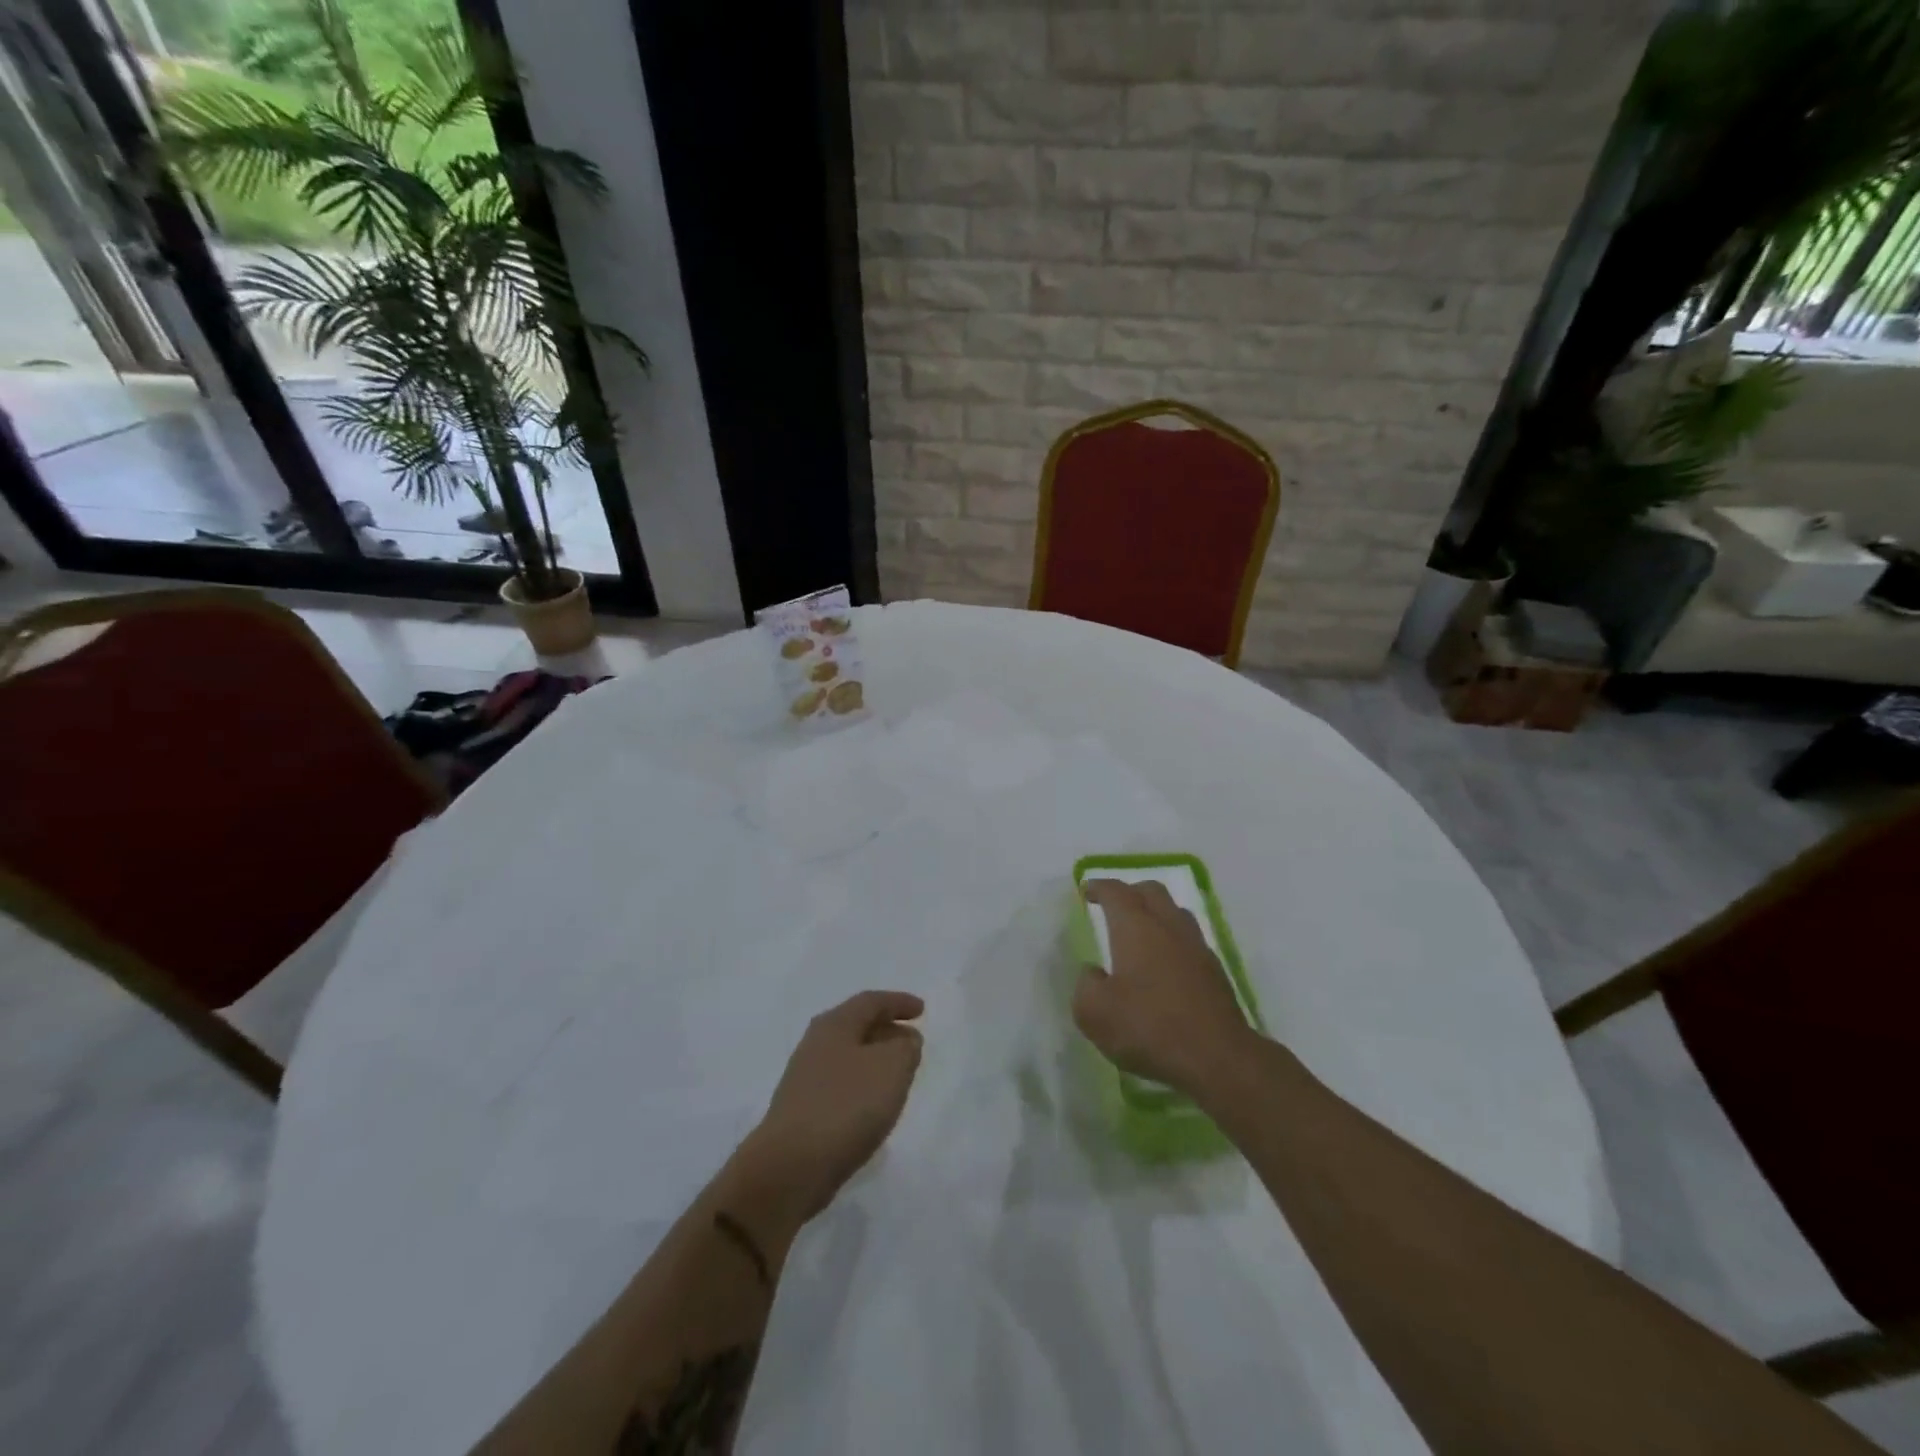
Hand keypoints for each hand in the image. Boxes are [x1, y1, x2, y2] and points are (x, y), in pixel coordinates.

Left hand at [738, 990, 924, 1224]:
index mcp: (835, 1025)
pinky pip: (841, 1084)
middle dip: (887, 1029)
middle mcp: (816, 1044)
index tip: (922, 1010)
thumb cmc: (846, 1105)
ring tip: (899, 1074)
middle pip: (857, 1026)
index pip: (871, 1001)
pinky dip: (863, 1084)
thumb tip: (905, 1040)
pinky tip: (874, 1105)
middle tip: (912, 1042)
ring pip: (849, 1056)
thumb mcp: (891, 1068)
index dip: (898, 1002)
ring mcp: (806, 1078)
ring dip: (876, 1059)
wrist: (790, 1167)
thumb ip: (906, 1048)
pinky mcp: (803, 1110)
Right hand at [1074, 879, 1256, 1096]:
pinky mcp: (1215, 971)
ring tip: (1141, 931)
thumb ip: (1086, 985)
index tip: (1087, 890)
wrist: (1217, 1058)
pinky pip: (1190, 939)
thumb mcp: (1095, 1013)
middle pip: (1151, 891)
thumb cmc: (1149, 1028)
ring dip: (1156, 912)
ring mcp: (1197, 946)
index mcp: (1136, 927)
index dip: (1099, 887)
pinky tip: (1165, 963)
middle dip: (1130, 892)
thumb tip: (1094, 972)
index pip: (1116, 892)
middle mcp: (1168, 926)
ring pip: (1175, 912)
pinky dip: (1173, 939)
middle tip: (1114, 906)